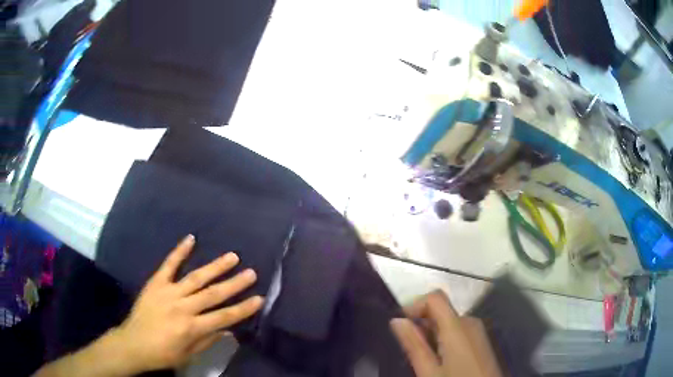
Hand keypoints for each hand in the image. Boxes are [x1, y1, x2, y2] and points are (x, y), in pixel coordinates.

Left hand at [111, 234, 263, 372]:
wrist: (133, 344)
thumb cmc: (163, 354)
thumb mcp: (189, 354)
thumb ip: (208, 340)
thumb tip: (228, 329)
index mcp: (192, 327)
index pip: (224, 317)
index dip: (243, 308)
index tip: (259, 299)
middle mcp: (182, 307)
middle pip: (213, 294)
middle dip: (234, 284)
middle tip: (251, 273)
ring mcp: (168, 292)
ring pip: (196, 277)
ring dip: (215, 266)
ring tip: (232, 256)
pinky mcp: (156, 283)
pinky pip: (168, 265)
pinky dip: (179, 251)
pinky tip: (191, 239)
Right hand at [390, 290, 501, 376]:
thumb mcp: (429, 371)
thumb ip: (414, 345)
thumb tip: (397, 320)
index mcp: (458, 326)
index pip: (435, 297)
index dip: (414, 306)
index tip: (400, 326)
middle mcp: (470, 322)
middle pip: (441, 311)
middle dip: (421, 326)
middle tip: (411, 352)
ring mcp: (478, 331)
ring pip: (448, 323)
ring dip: (432, 335)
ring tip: (425, 359)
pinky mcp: (481, 340)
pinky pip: (458, 331)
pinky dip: (444, 339)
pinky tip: (442, 361)